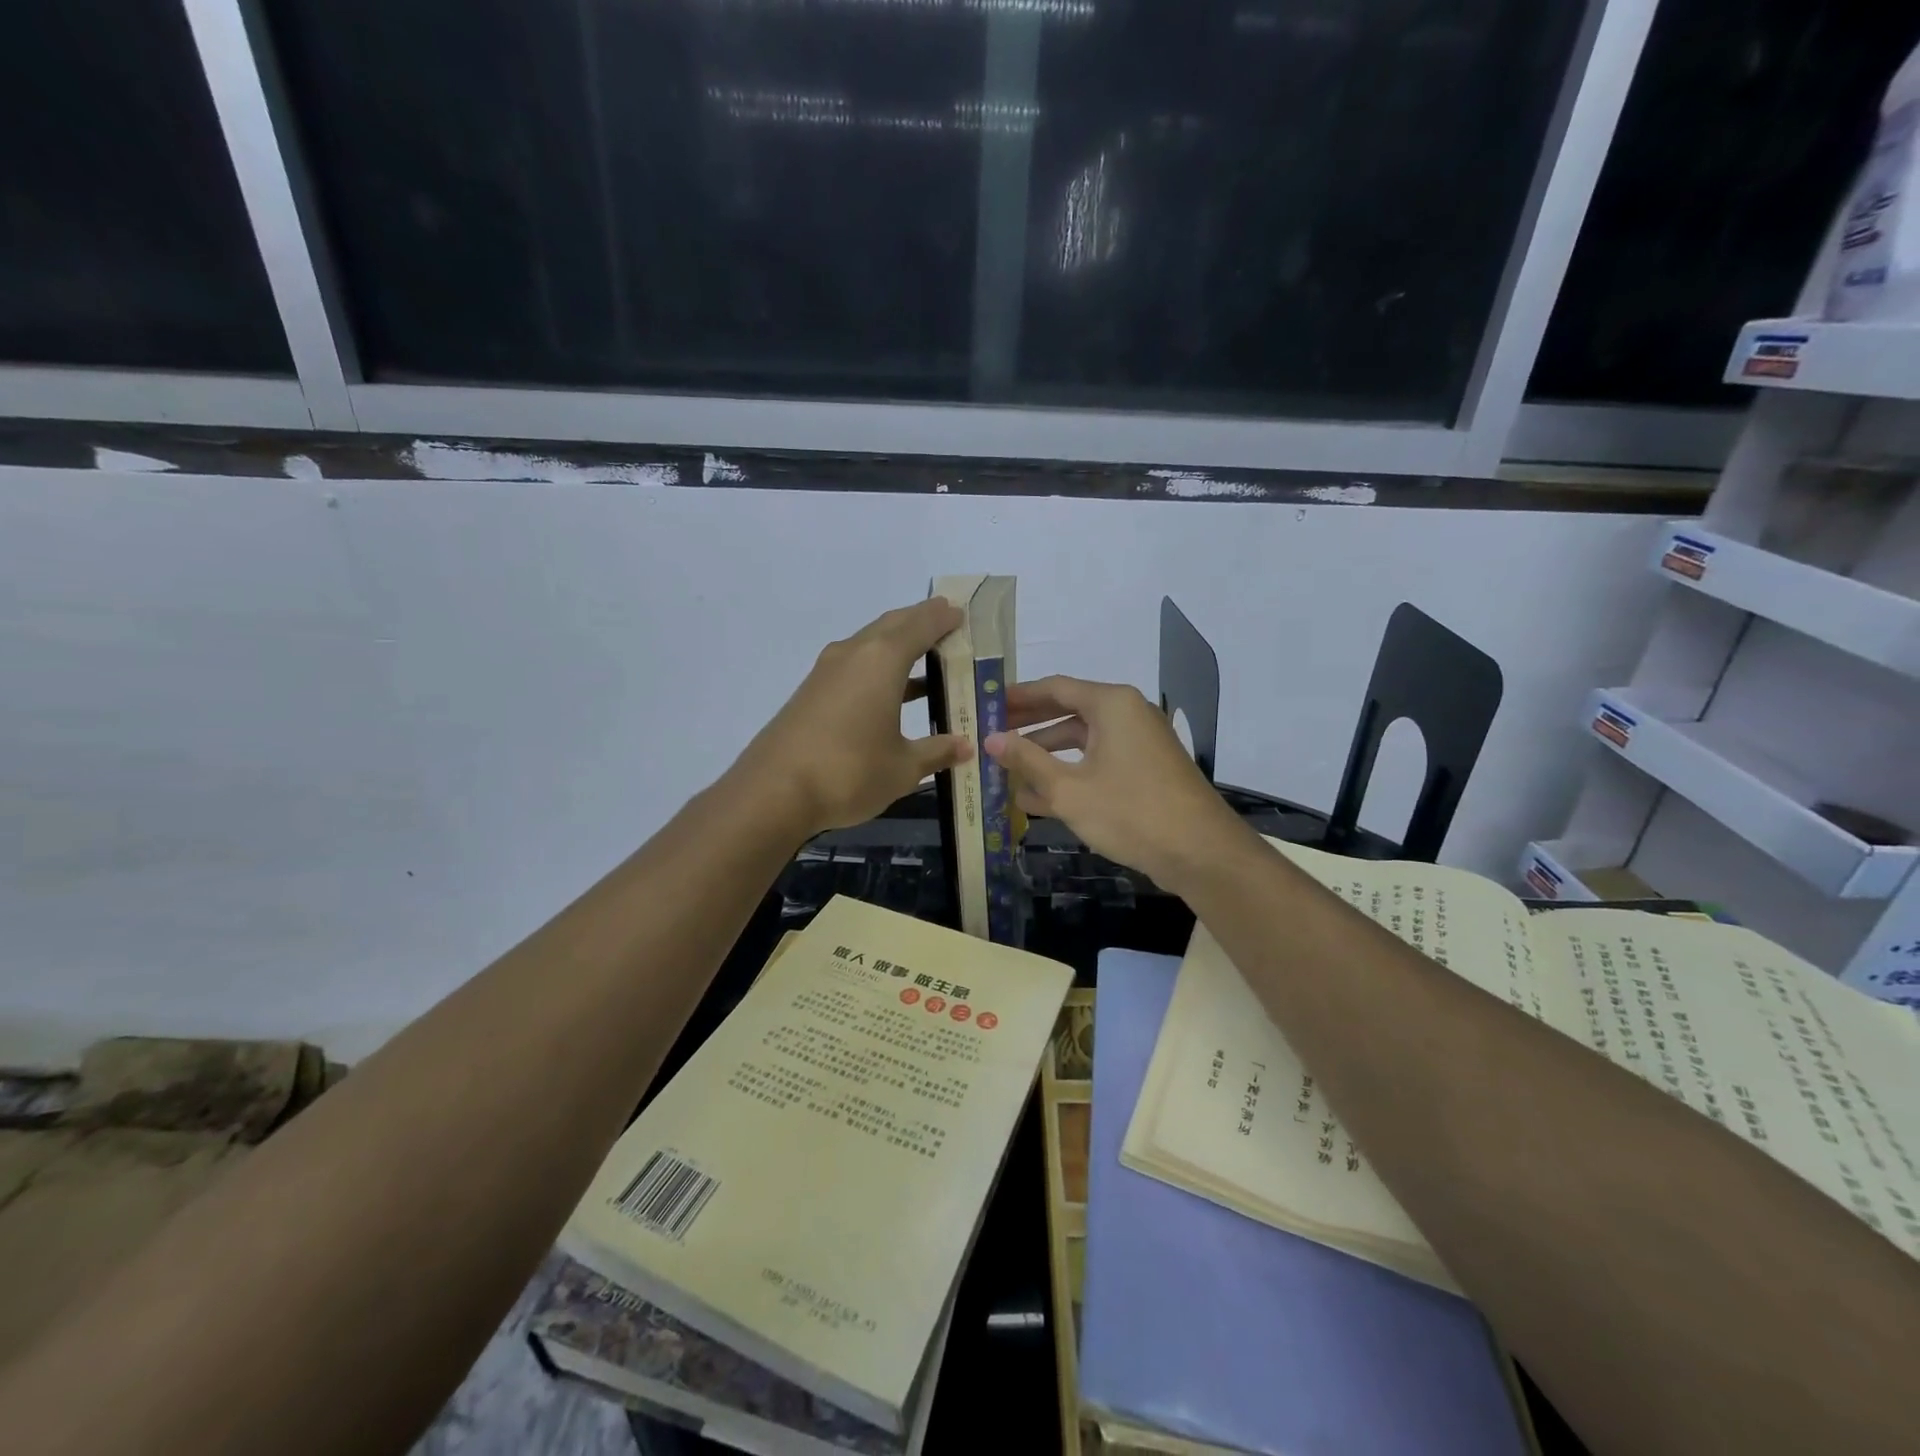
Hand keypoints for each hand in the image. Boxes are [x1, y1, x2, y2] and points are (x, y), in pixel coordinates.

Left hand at [737, 599, 973, 836]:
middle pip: (892, 625)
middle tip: (947, 626)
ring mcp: (827, 672)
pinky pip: (854, 665)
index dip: (943, 618)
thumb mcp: (903, 767)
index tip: (961, 613)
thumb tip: (964, 746)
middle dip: (920, 622)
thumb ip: (936, 751)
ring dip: (897, 646)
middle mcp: (854, 654)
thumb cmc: (850, 772)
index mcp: (882, 660)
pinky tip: (891, 694)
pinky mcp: (812, 692)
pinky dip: (878, 668)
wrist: (773, 792)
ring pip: (870, 644)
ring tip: (926, 659)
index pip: (920, 625)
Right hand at [984, 676, 1251, 893]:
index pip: (1054, 688)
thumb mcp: (1068, 788)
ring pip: (1082, 742)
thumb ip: (1026, 760)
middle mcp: (1127, 714)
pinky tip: (1036, 799)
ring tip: (1005, 771)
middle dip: (1028, 726)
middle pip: (1067, 712)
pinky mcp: (1145, 771)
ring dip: (1045, 756)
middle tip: (991, 735)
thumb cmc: (1130, 812)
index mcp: (1111, 704)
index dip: (1018, 697)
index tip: (986, 705)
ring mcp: (1139, 743)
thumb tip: (990, 738)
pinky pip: (1098, 762)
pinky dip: (1070, 774)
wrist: (1201, 853)